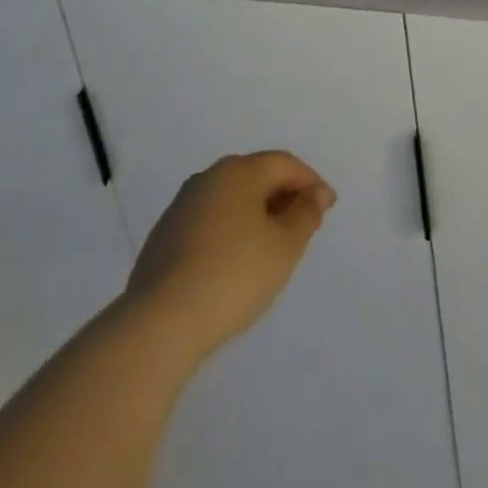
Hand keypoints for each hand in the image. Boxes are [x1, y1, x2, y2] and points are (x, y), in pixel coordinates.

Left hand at [126, 151, 335, 366]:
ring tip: (272, 245)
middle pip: (256, 176)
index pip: (285, 164)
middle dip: (283, 196)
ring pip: (231, 199)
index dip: (311, 182)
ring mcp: (181, 207)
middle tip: (303, 225)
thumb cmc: (234, 275)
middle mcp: (208, 178)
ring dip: (256, 214)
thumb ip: (306, 213)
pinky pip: (210, 221)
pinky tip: (236, 261)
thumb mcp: (285, 245)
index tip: (327, 208)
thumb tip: (316, 194)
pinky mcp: (163, 237)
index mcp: (239, 171)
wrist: (160, 323)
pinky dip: (231, 230)